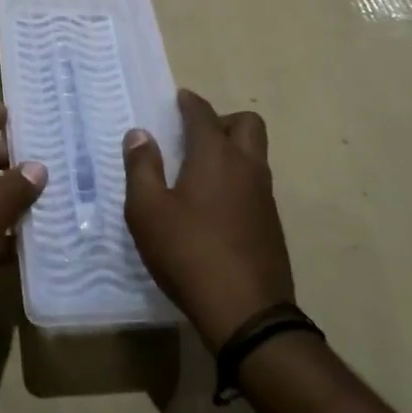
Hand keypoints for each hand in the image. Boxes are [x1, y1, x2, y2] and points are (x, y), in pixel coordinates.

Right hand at [124, 89, 293, 349]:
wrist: (247, 312)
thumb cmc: (189, 252)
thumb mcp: (148, 211)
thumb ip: (141, 167)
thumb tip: (139, 134)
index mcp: (215, 156)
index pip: (204, 113)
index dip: (189, 102)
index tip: (179, 100)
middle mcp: (246, 167)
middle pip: (246, 124)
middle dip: (221, 121)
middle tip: (194, 137)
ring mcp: (264, 196)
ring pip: (255, 154)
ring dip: (232, 151)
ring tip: (199, 172)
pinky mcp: (271, 224)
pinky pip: (256, 184)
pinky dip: (237, 180)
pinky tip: (215, 207)